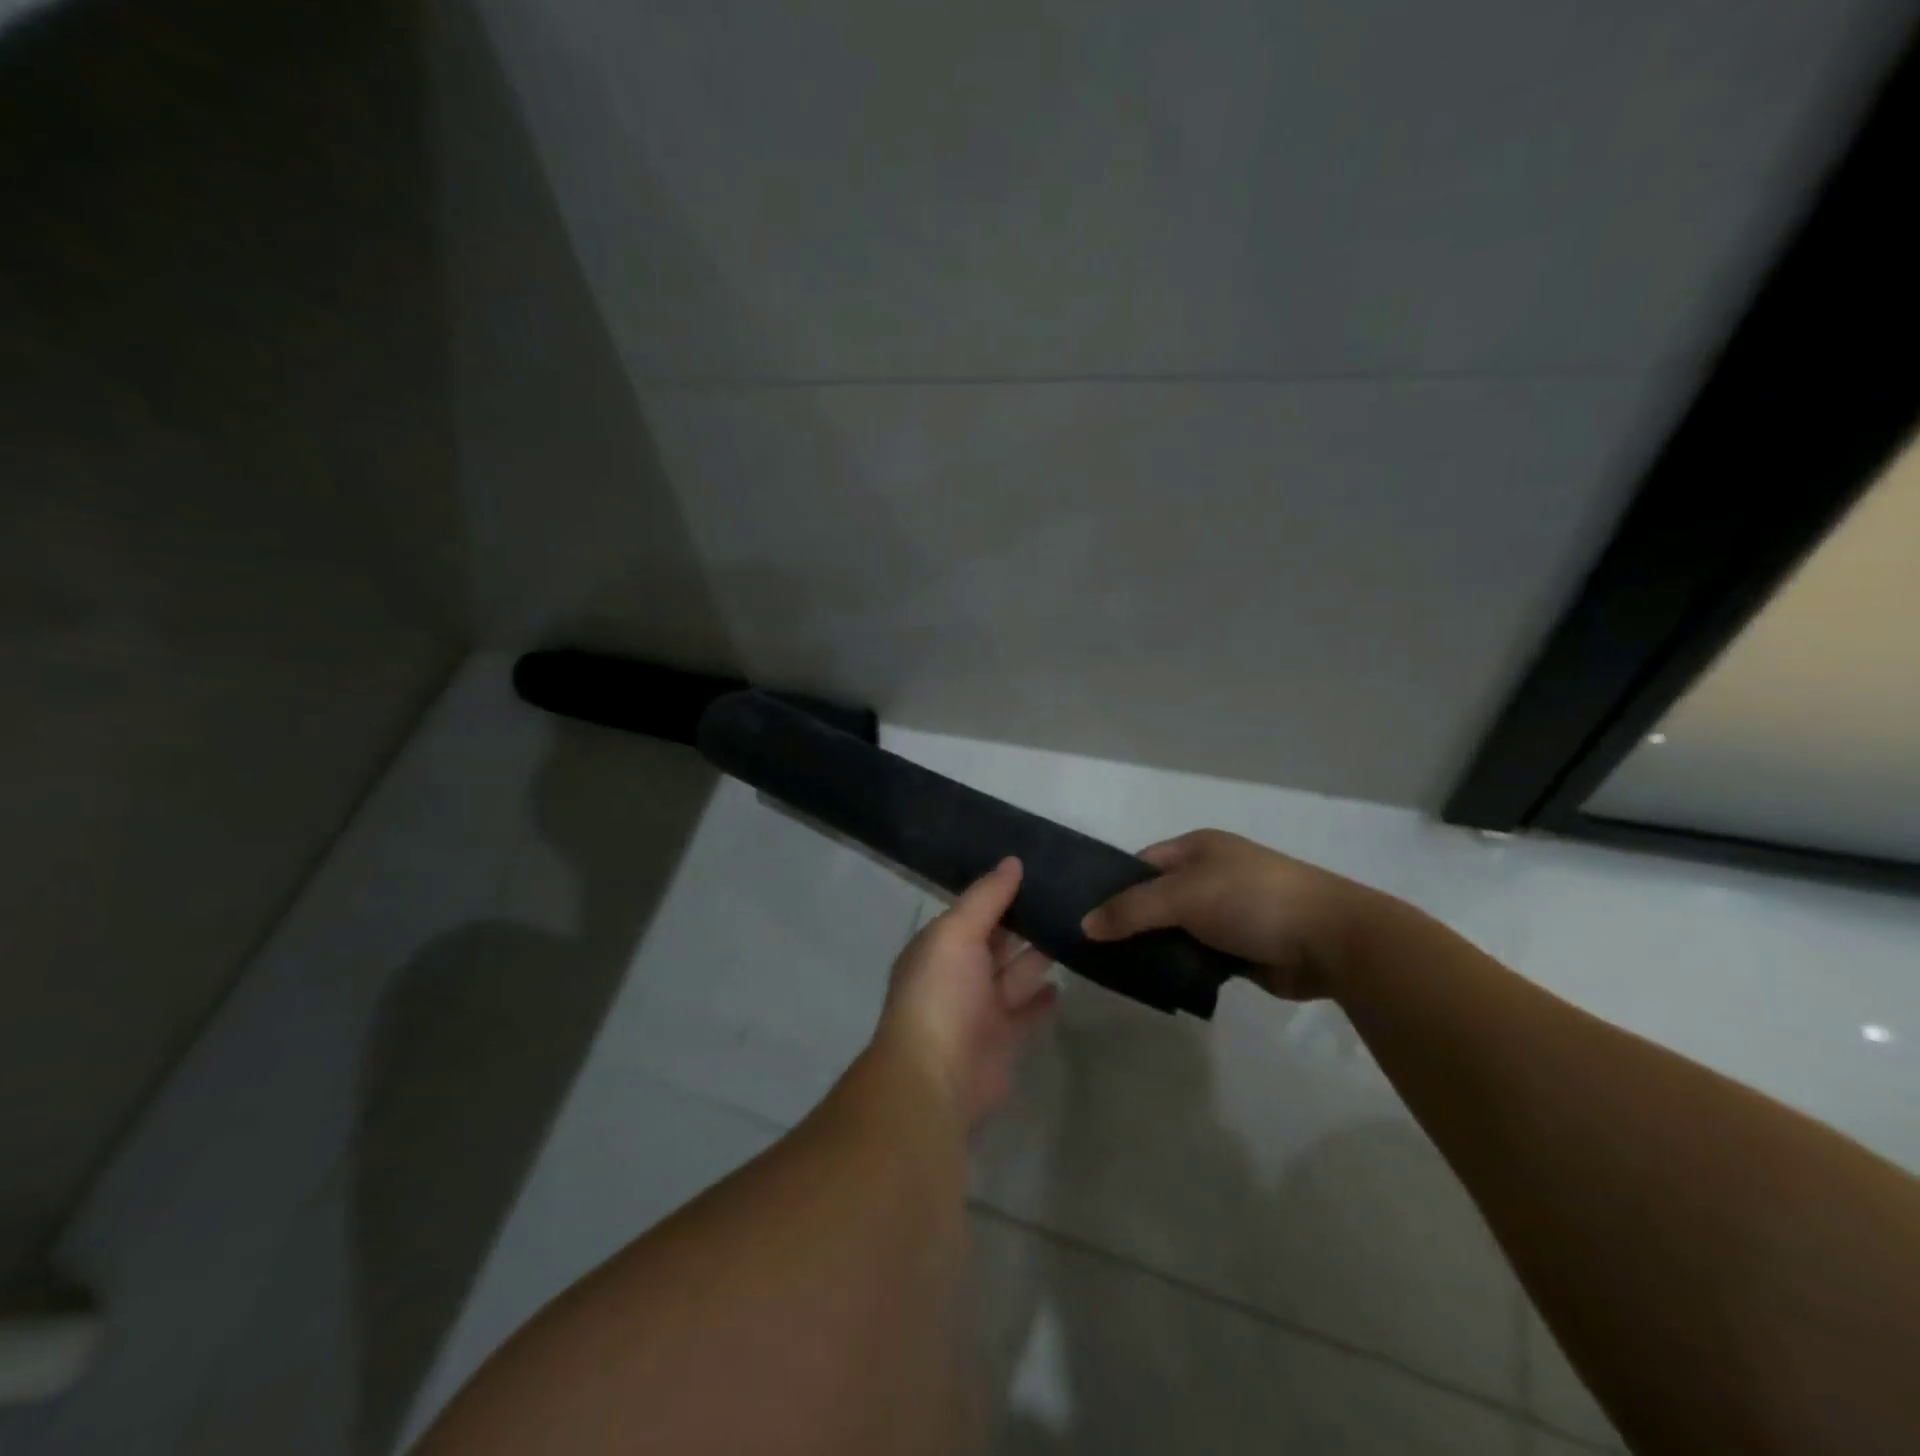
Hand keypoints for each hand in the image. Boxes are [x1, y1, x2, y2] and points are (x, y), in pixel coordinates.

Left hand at [873, 858, 1056, 1129]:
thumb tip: (1013, 861)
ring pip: (1016, 974)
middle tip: (1069, 896)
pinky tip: (1064, 980)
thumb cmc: (940, 996)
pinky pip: (1028, 1012)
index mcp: (940, 947)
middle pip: (997, 941)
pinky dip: (1043, 998)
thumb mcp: (956, 933)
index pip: (975, 911)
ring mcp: (982, 1009)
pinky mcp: (1006, 1040)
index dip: (1002, 891)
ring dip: (1039, 955)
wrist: (935, 1079)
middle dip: (1025, 921)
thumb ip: (986, 898)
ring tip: (1076, 928)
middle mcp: (959, 975)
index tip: (1040, 868)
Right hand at [1081, 829, 1382, 1000]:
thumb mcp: (1183, 896)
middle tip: (1095, 949)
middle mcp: (1210, 875)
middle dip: (1130, 921)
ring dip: (1155, 947)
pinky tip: (1156, 982)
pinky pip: (1196, 954)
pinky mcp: (1240, 948)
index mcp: (1197, 849)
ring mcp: (1227, 912)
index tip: (1086, 915)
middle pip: (1155, 898)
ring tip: (1118, 970)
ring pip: (1175, 930)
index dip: (1113, 886)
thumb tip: (1085, 924)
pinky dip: (1179, 965)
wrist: (1330, 939)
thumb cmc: (1251, 900)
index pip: (1141, 864)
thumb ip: (1131, 909)